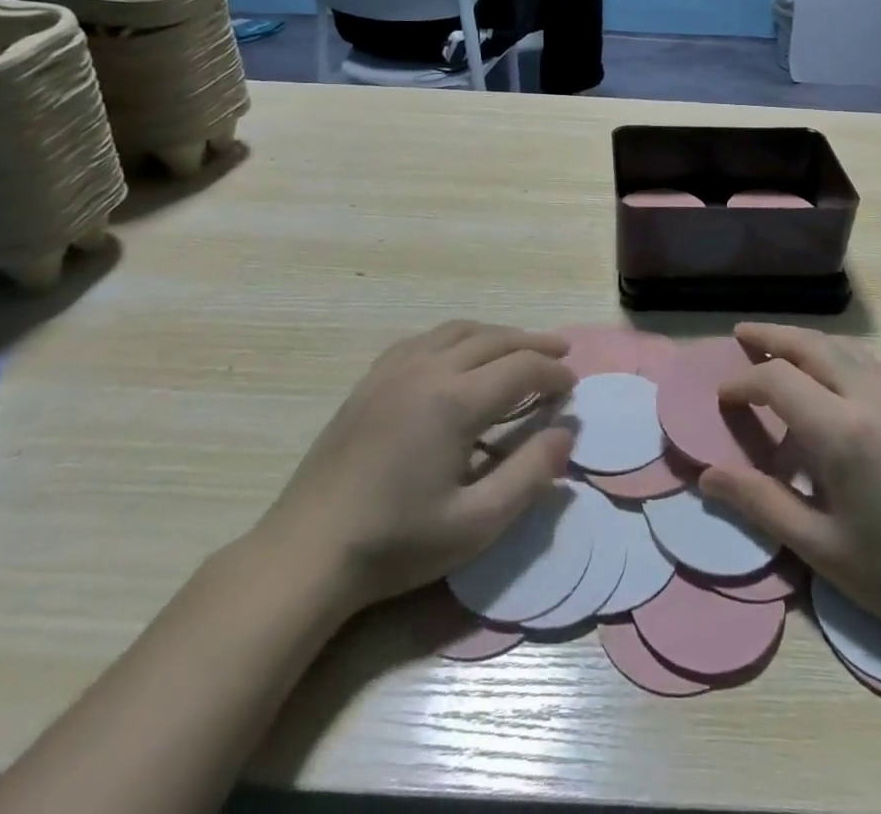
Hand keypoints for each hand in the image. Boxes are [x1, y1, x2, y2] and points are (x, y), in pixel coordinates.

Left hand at [253, 321, 573, 618]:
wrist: (308, 550)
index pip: (521, 368)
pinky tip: (460, 354)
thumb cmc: (396, 542)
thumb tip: (567, 432)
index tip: (573, 388)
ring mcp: (395, 369)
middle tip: (561, 353)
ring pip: (459, 330)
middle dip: (534, 343)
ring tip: (520, 347)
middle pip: (494, 339)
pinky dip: (457, 337)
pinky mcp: (371, 379)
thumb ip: (529, 474)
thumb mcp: (476, 523)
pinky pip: (425, 338)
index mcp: (455, 400)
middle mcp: (428, 369)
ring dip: (497, 334)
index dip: (553, 373)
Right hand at [699, 322, 880, 643]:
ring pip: (842, 347)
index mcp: (841, 431)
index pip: (778, 380)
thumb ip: (759, 502)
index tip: (722, 395)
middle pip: (811, 346)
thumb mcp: (817, 545)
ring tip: (776, 347)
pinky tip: (825, 375)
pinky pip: (864, 362)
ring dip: (804, 340)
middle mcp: (869, 399)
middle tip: (740, 335)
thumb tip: (707, 477)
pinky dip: (833, 353)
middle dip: (772, 337)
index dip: (743, 382)